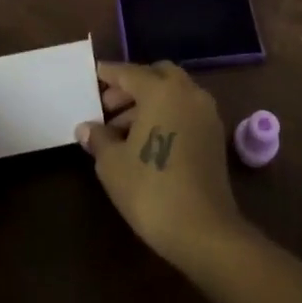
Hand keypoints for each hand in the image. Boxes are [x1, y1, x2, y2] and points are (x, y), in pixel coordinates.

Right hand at [76, 60, 247, 270]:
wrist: (203, 230)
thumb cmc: (150, 190)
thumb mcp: (112, 164)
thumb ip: (99, 138)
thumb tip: (86, 128)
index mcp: (161, 90)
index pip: (129, 72)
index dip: (109, 74)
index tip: (94, 75)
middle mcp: (188, 92)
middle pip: (156, 75)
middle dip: (131, 86)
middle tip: (108, 106)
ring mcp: (206, 113)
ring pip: (173, 93)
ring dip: (149, 102)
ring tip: (122, 129)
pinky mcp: (215, 135)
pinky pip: (186, 110)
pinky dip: (167, 114)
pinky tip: (148, 140)